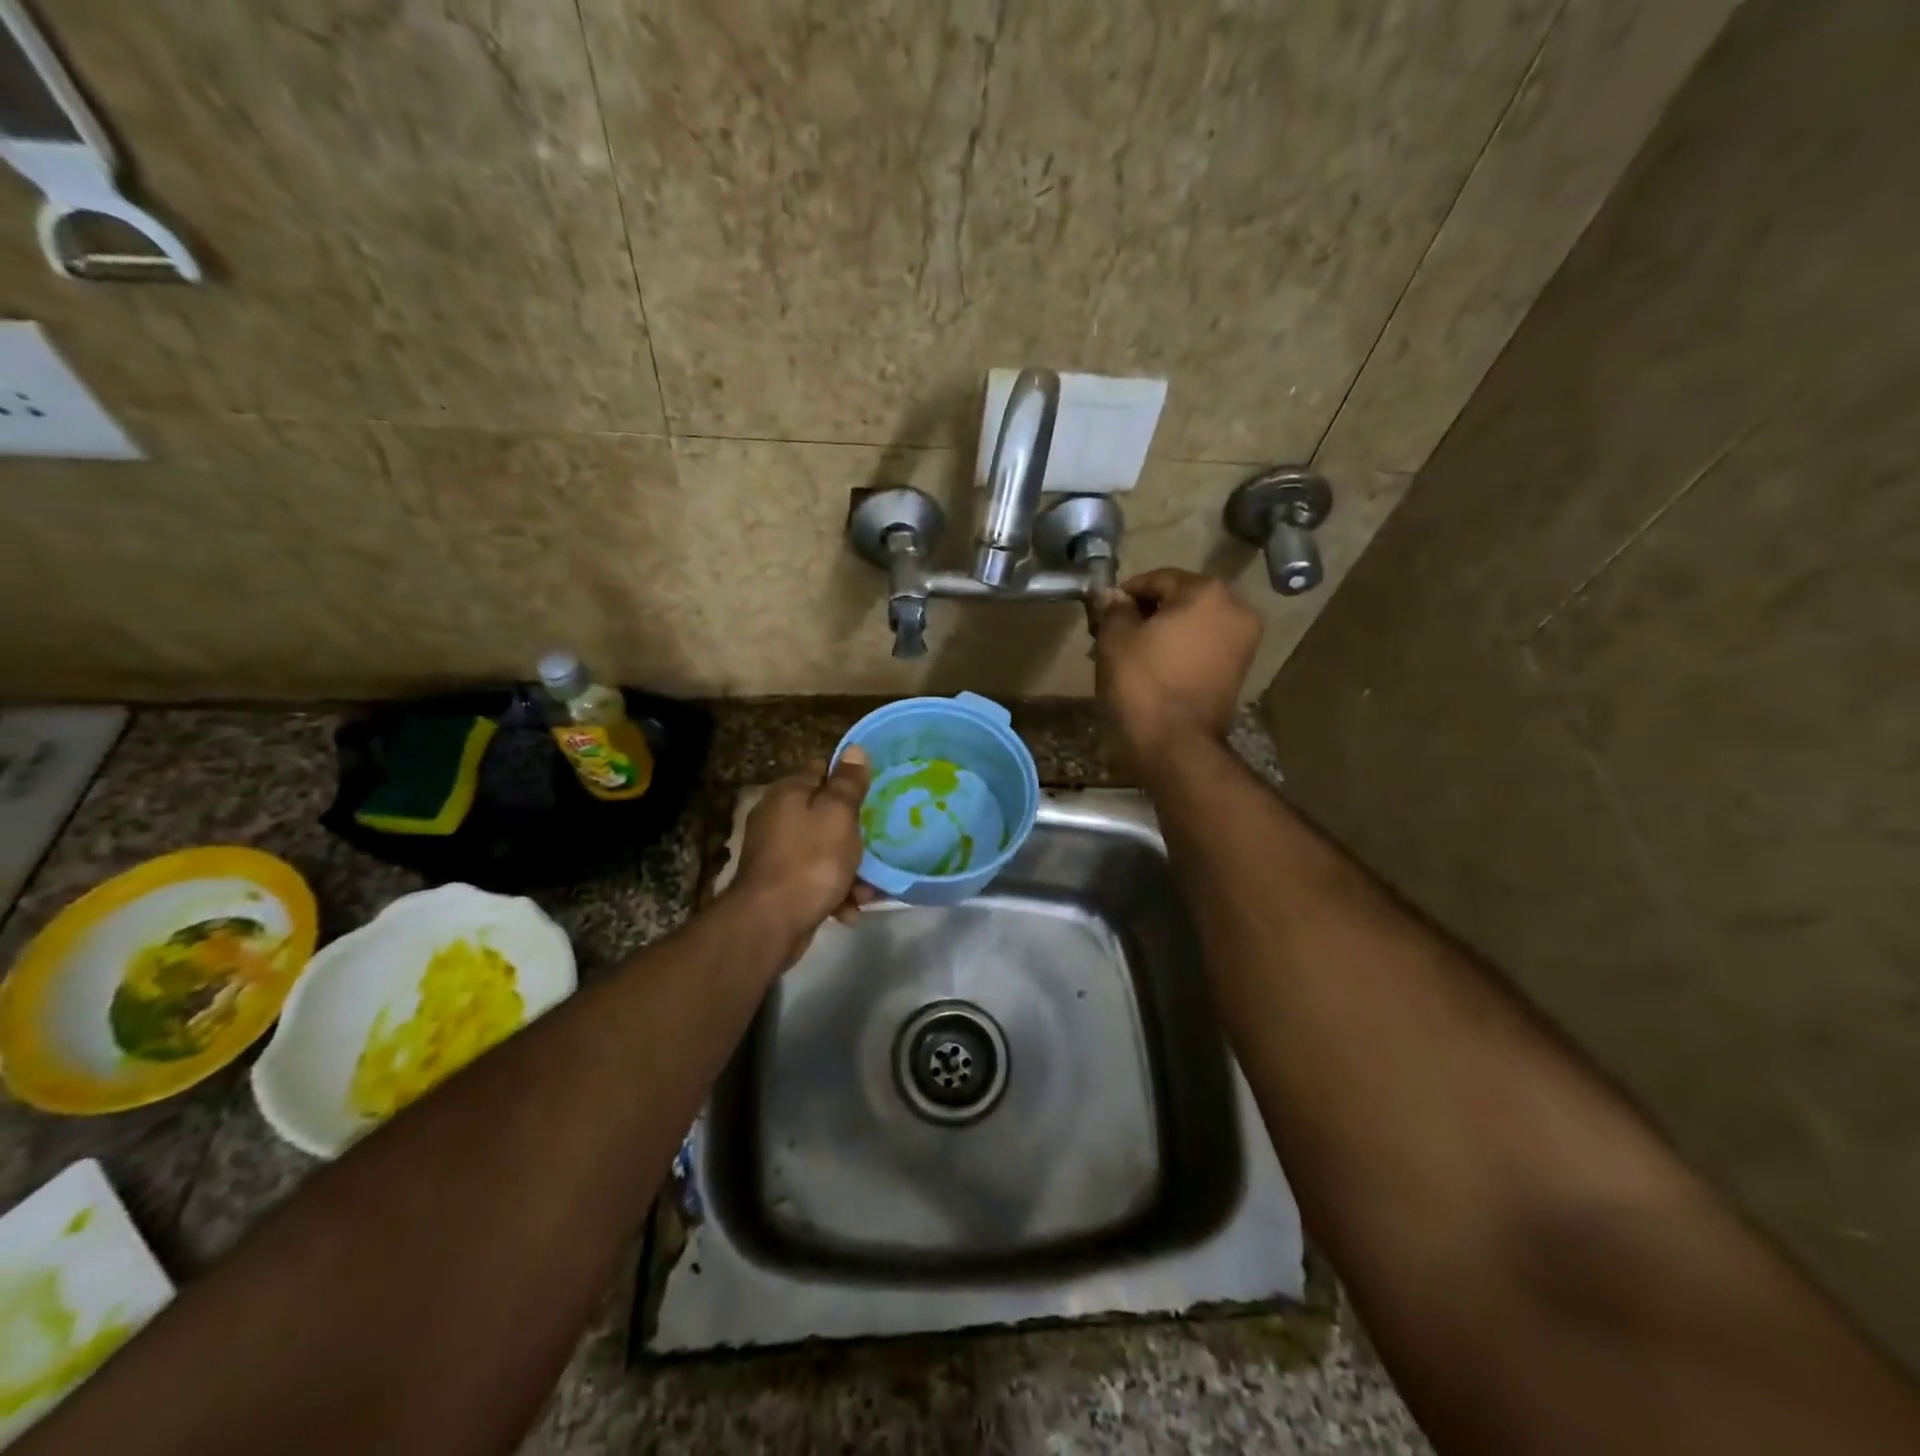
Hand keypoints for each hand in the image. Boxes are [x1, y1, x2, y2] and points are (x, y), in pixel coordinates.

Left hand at [730, 747, 874, 961]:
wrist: (770, 923)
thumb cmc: (811, 861)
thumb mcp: (838, 816)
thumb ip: (848, 784)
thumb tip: (853, 749)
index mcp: (788, 793)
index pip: (822, 771)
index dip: (849, 781)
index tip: (875, 795)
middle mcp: (777, 817)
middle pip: (825, 815)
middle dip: (854, 835)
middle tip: (876, 847)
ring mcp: (776, 852)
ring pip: (824, 851)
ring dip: (849, 870)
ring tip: (867, 892)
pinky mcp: (779, 884)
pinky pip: (814, 879)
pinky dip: (833, 892)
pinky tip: (848, 911)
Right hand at [1094, 569, 1261, 756]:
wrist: (1176, 744)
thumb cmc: (1142, 684)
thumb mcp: (1115, 639)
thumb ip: (1114, 609)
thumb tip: (1112, 596)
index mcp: (1206, 592)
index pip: (1158, 580)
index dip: (1126, 593)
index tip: (1103, 610)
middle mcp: (1235, 609)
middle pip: (1180, 600)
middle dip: (1147, 614)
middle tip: (1114, 632)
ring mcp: (1243, 642)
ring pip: (1193, 625)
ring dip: (1163, 633)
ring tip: (1130, 653)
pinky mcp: (1240, 670)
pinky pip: (1204, 647)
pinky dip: (1180, 651)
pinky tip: (1153, 667)